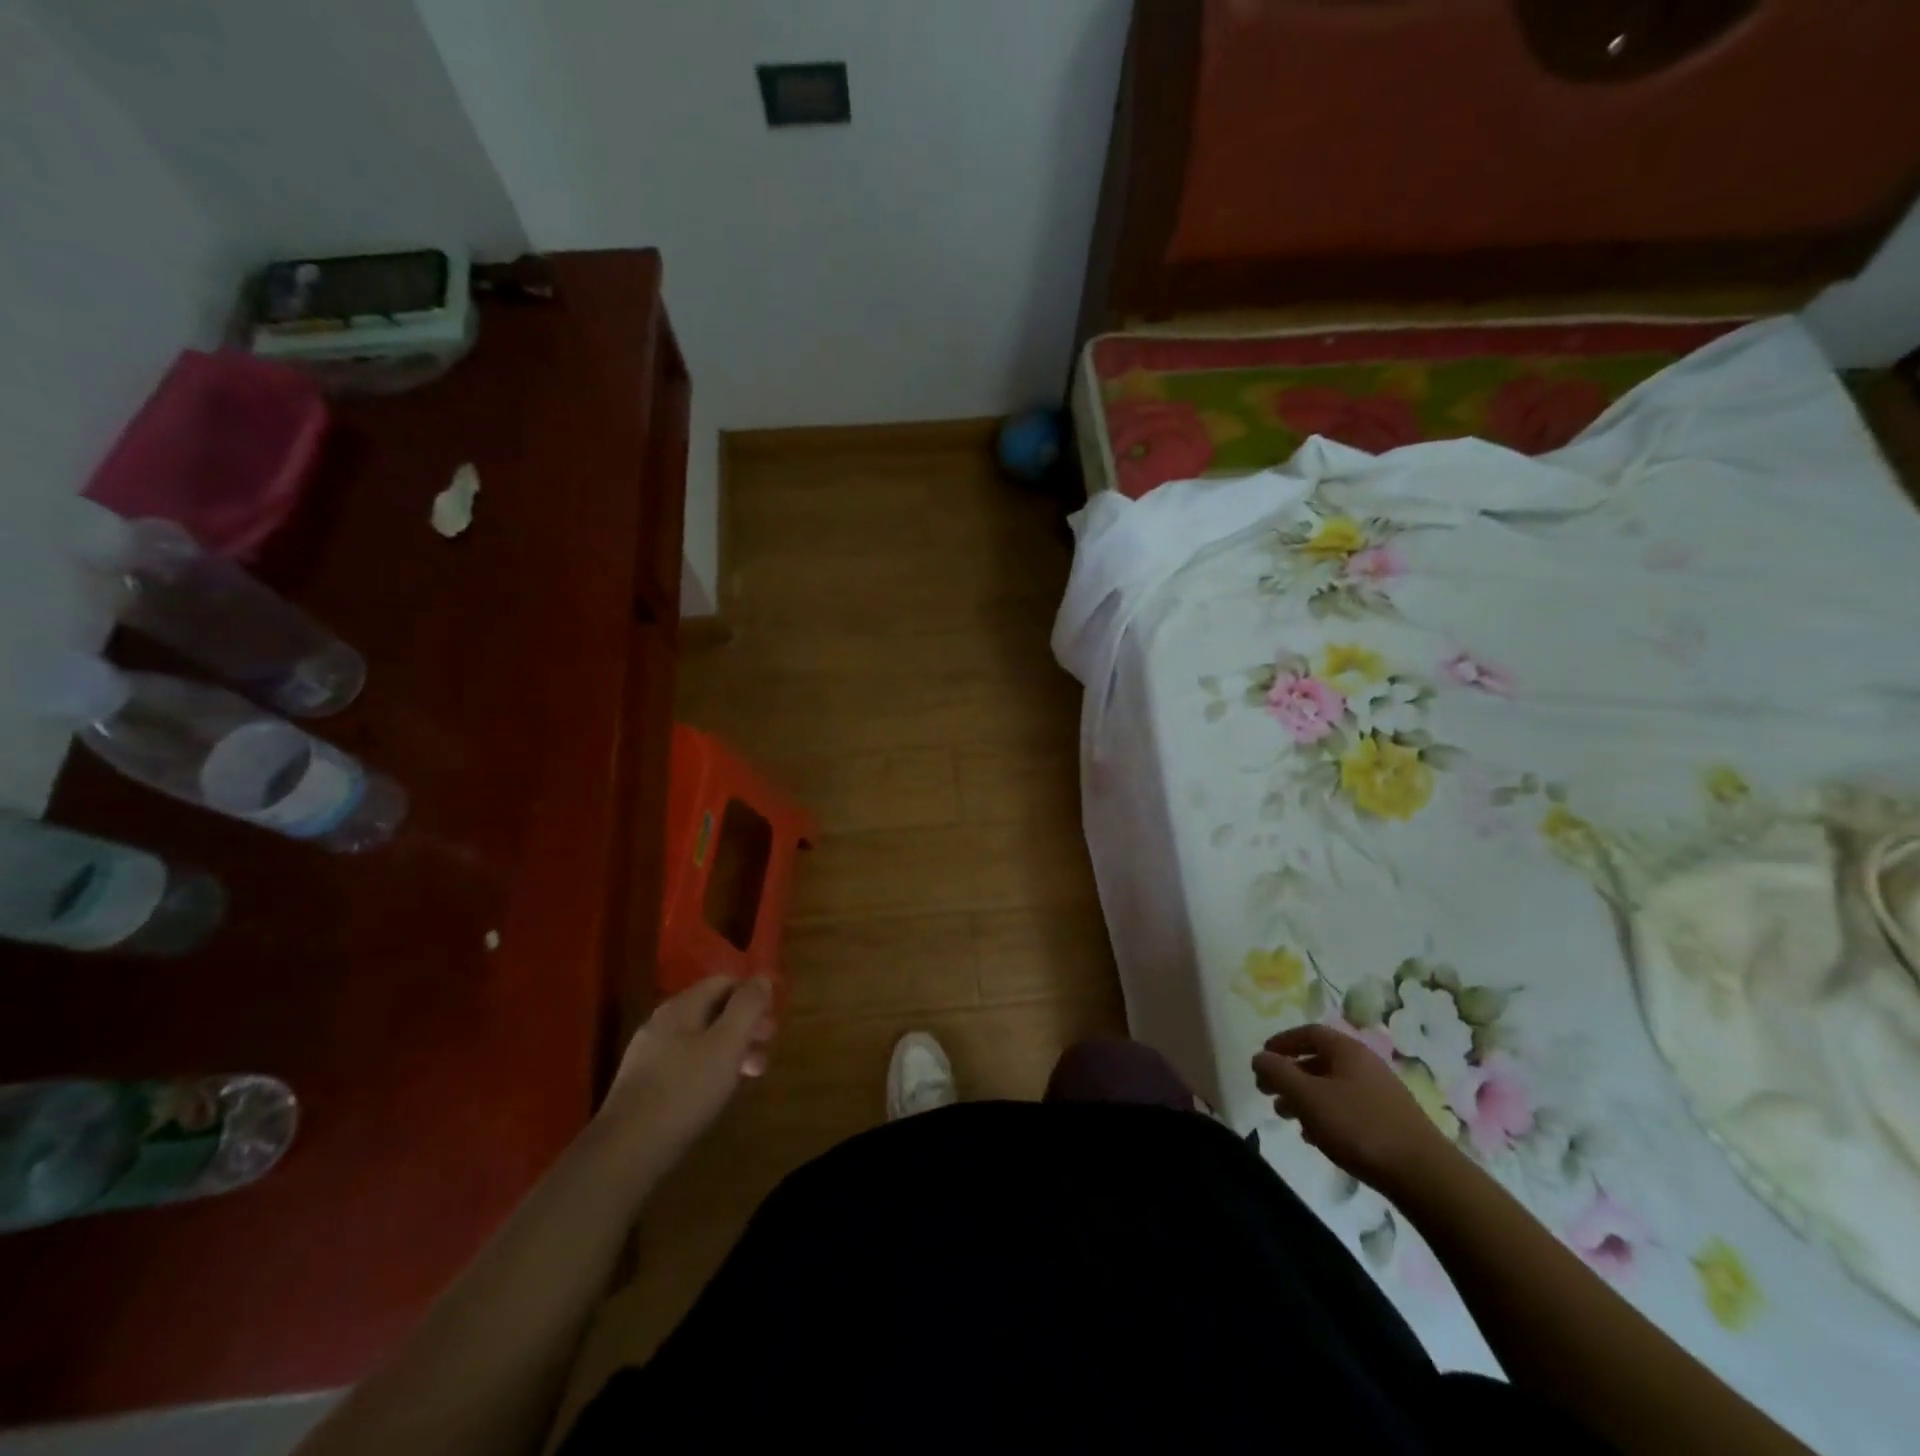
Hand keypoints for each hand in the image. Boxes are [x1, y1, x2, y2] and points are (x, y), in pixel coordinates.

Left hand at [599, 977, 775, 1172]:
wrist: (625, 1151)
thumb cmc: (684, 1090)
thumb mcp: (727, 1044)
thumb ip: (747, 1007)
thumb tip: (762, 978)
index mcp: (681, 1007)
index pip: (723, 982)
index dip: (752, 994)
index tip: (772, 1019)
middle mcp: (662, 1023)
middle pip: (713, 1010)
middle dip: (745, 1024)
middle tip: (767, 1047)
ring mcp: (650, 1055)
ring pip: (701, 1039)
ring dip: (731, 1049)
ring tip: (752, 1074)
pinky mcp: (644, 1085)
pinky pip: (686, 1063)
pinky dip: (710, 1068)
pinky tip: (719, 1091)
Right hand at [1252, 1023, 1457, 1194]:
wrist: (1424, 1175)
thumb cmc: (1358, 1127)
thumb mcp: (1308, 1097)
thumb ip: (1278, 1073)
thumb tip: (1259, 1057)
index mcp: (1347, 1050)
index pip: (1308, 1033)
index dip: (1282, 1042)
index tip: (1262, 1059)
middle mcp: (1365, 1065)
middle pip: (1319, 1060)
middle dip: (1290, 1074)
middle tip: (1268, 1092)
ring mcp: (1381, 1093)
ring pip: (1333, 1086)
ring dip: (1306, 1097)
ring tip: (1288, 1118)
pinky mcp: (1390, 1121)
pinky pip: (1348, 1107)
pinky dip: (1326, 1114)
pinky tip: (1317, 1137)